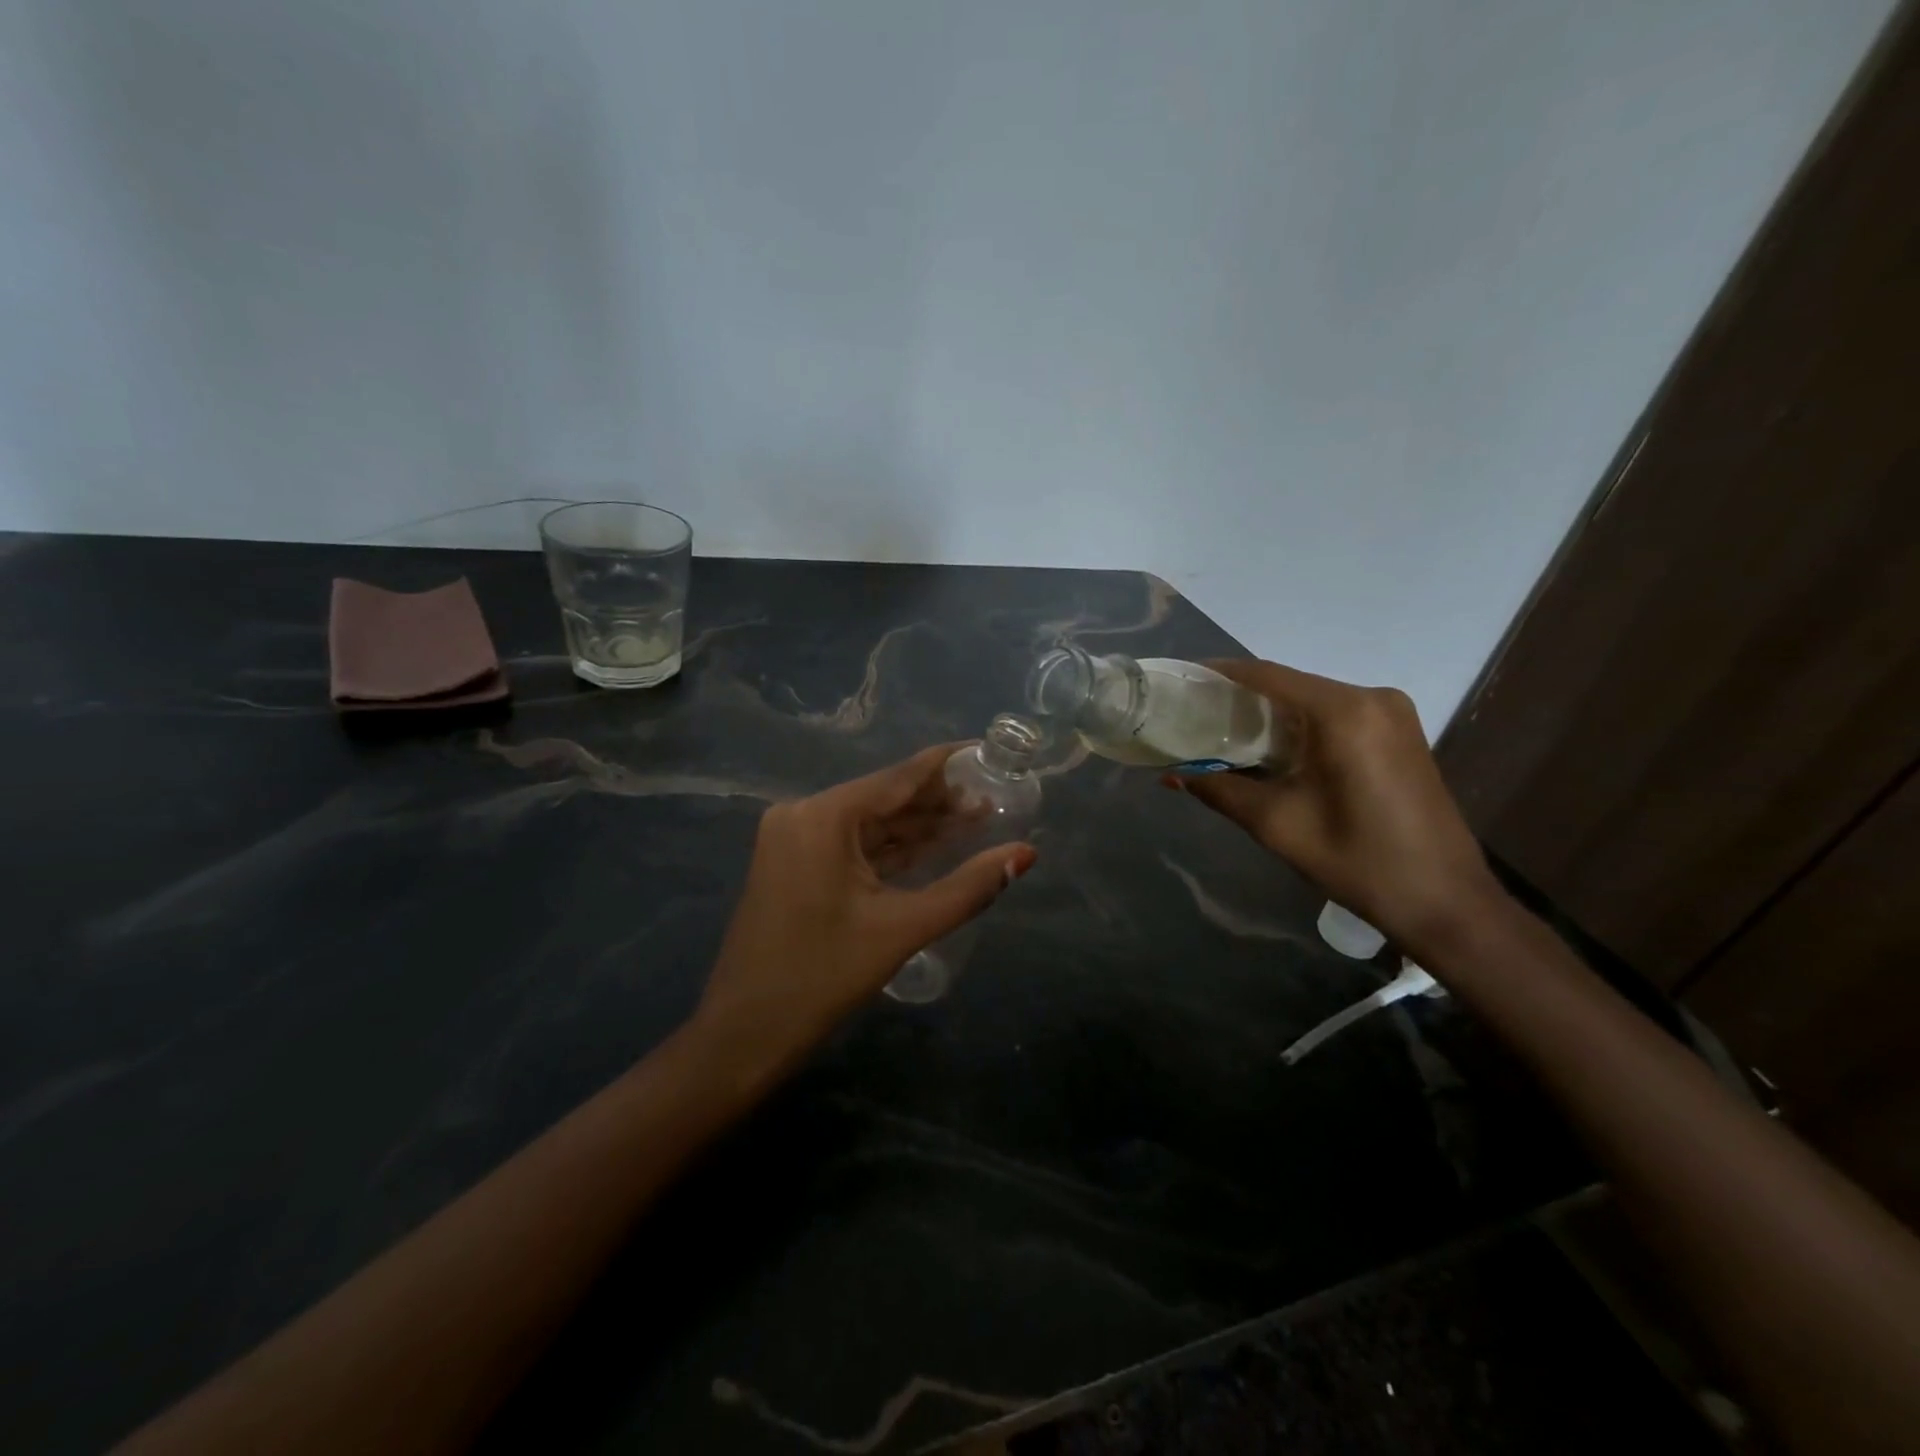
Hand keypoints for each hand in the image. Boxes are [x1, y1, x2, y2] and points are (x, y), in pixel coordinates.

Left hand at [693, 744, 1036, 1071]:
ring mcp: (793, 839)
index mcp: (823, 816)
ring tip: (975, 822)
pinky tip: (932, 847)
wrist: (744, 1035)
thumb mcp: (903, 929)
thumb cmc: (822, 977)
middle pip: (884, 798)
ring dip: (918, 827)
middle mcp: (803, 814)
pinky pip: (852, 845)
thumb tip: (1026, 854)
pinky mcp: (793, 864)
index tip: (988, 753)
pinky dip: (891, 849)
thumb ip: (968, 888)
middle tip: (995, 800)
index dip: (947, 765)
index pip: (899, 777)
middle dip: (938, 802)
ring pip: (870, 824)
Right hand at [1168, 660, 1501, 956]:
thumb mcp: (1277, 824)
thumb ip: (1219, 789)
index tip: (1183, 679)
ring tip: (1225, 733)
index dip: (1221, 673)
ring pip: (1313, 701)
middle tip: (1196, 715)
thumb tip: (1172, 775)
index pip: (1268, 675)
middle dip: (1242, 697)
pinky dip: (1301, 726)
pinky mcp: (1401, 733)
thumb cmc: (1357, 861)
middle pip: (1291, 685)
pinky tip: (1274, 749)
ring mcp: (1393, 714)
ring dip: (1272, 714)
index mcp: (1344, 712)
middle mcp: (1373, 698)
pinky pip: (1337, 716)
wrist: (1444, 901)